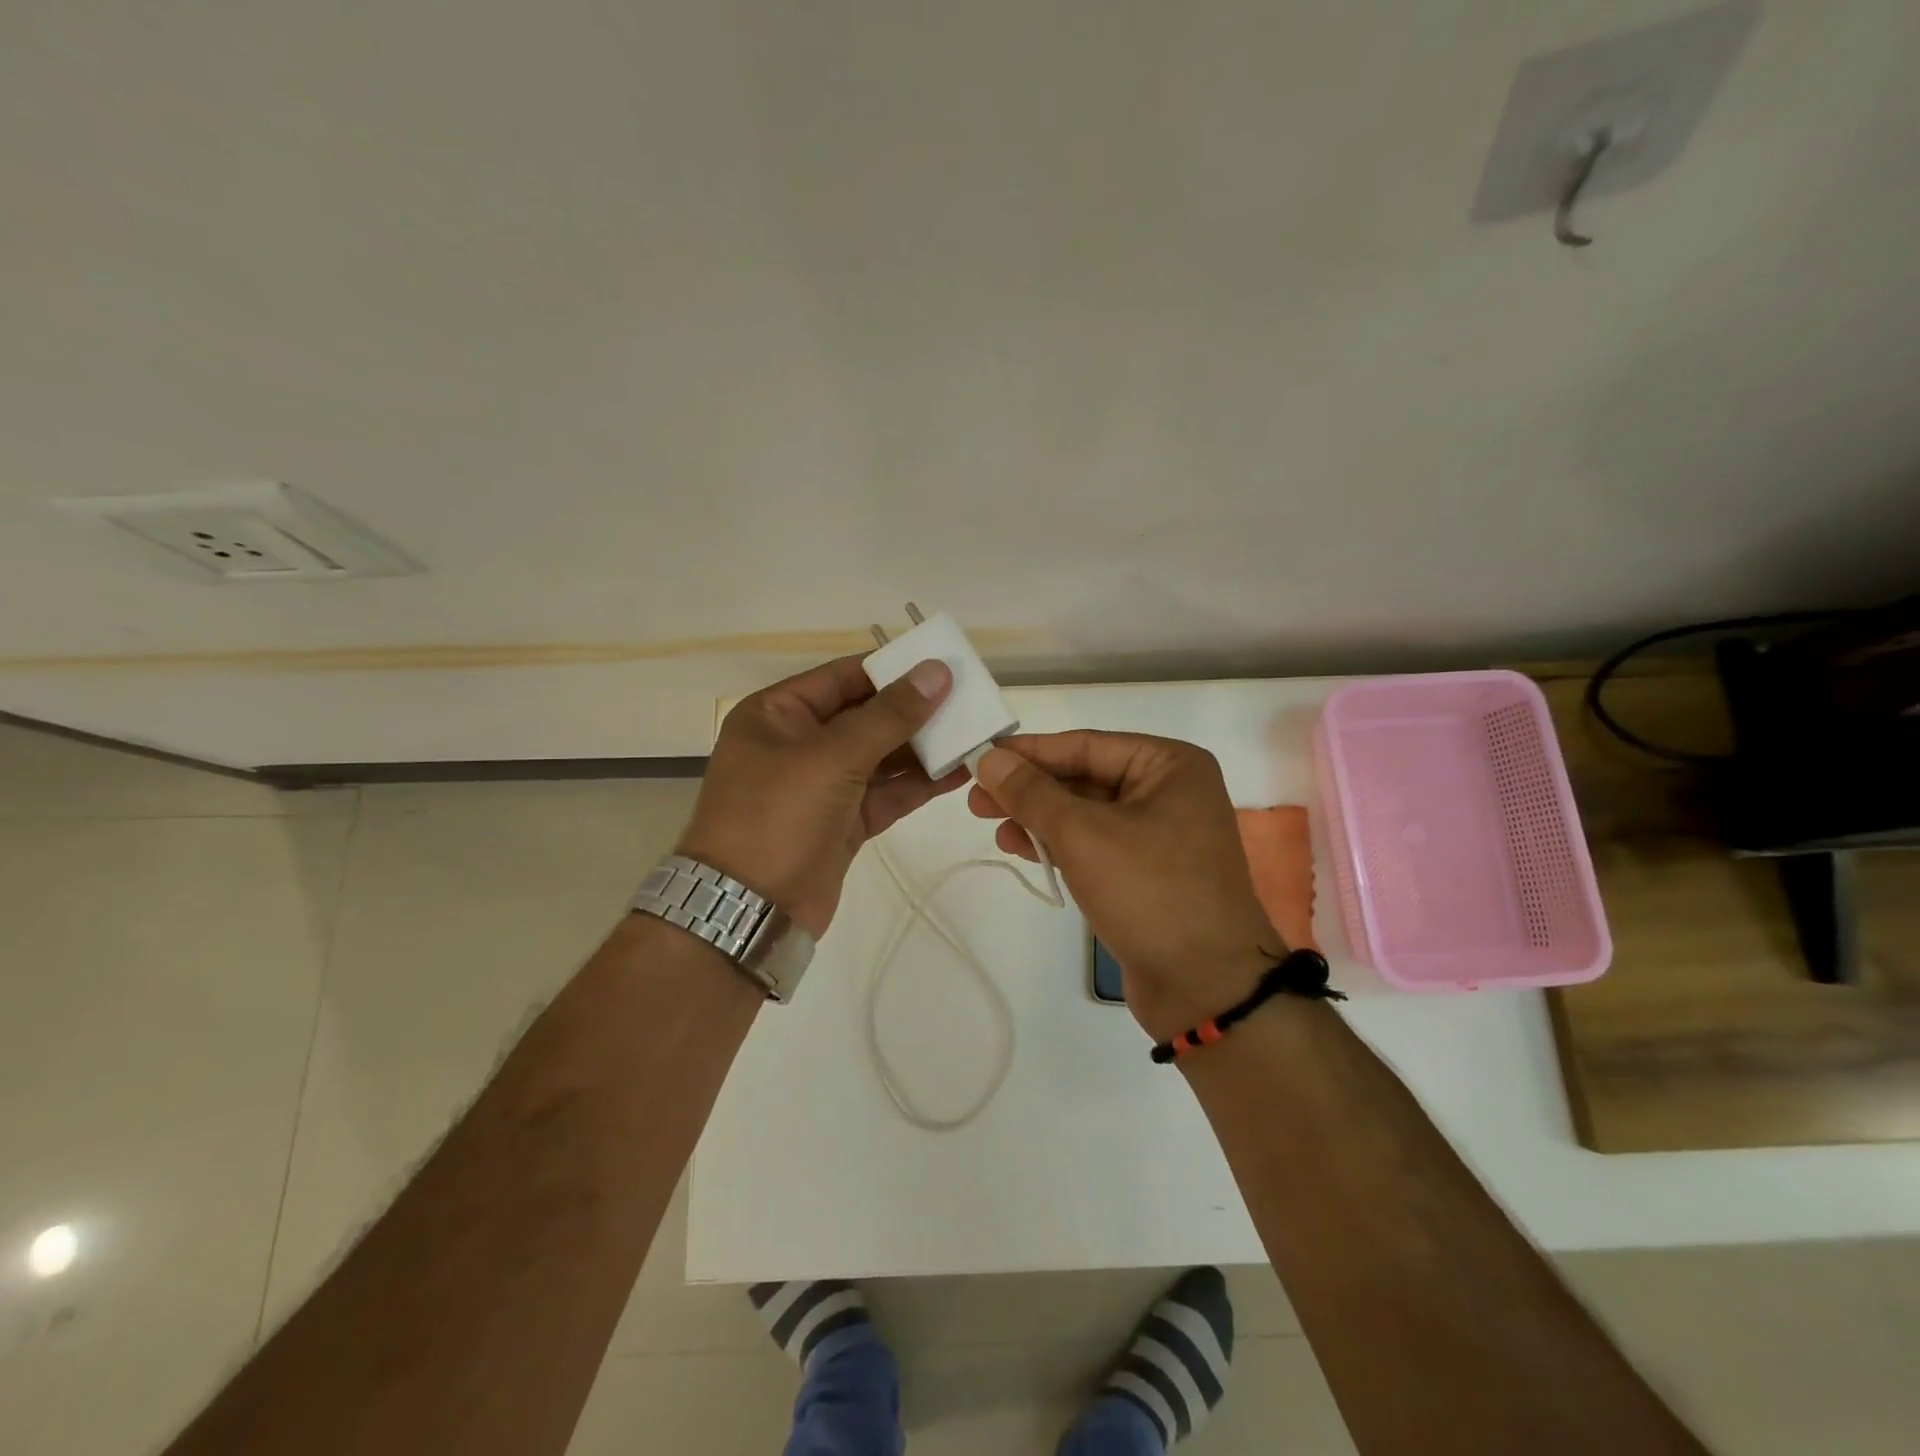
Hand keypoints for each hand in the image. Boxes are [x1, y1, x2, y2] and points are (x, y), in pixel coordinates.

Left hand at [677, 655, 966, 937]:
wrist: (750, 912)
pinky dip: (918, 784)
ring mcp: (822, 785)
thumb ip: (889, 715)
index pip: (843, 677)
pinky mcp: (843, 821)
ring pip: (880, 756)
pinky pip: (886, 792)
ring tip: (973, 734)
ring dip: (923, 748)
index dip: (893, 670)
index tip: (943, 666)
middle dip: (914, 711)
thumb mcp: (832, 757)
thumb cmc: (778, 817)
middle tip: (969, 701)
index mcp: (778, 714)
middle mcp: (798, 743)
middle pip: (865, 716)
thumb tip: (936, 672)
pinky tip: (958, 773)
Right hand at [968, 731, 1282, 1040]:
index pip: (1084, 745)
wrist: (1206, 988)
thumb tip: (989, 758)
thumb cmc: (1150, 892)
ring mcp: (1159, 834)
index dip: (1028, 752)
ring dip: (1038, 819)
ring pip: (1085, 814)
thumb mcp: (1082, 834)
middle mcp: (1169, 791)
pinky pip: (1094, 844)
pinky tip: (1021, 849)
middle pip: (1083, 778)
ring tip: (992, 826)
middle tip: (975, 799)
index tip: (979, 757)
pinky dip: (1058, 845)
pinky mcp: (1146, 873)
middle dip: (1029, 789)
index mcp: (1170, 765)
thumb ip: (1032, 793)